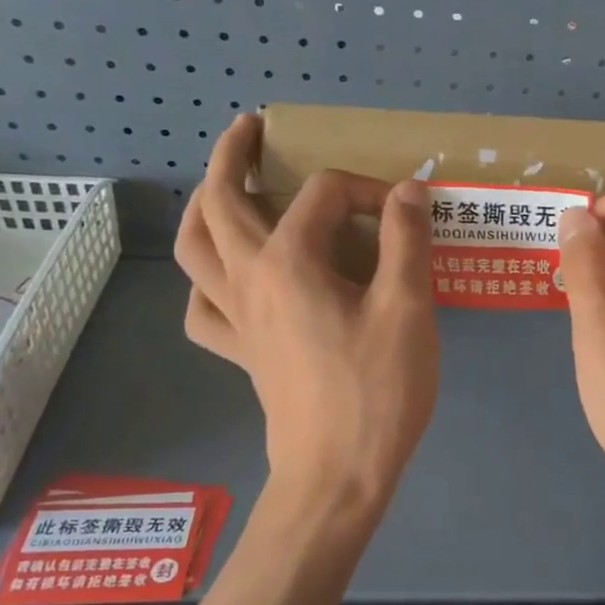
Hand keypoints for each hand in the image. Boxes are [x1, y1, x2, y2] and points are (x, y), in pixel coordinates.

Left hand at [173, 114, 438, 509]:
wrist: (338, 475)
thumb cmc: (377, 390)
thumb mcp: (407, 309)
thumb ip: (406, 241)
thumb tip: (408, 190)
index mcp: (290, 261)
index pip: (324, 194)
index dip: (368, 189)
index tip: (406, 212)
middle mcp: (249, 279)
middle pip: (221, 202)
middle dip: (234, 156)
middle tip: (251, 130)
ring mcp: (237, 318)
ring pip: (196, 249)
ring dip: (203, 208)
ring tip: (222, 190)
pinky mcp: (241, 352)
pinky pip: (204, 308)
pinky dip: (207, 283)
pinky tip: (227, 280)